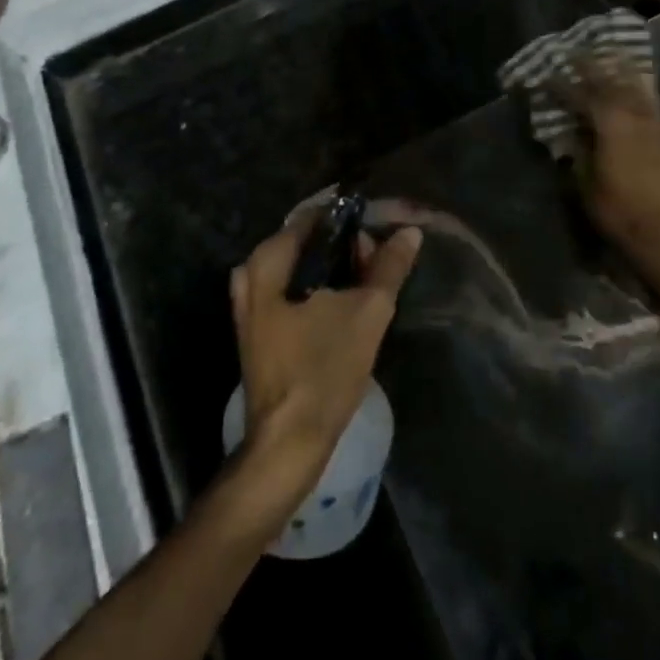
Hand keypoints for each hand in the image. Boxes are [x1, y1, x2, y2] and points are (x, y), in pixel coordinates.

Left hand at [228, 211, 423, 510]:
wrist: (289, 441)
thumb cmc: (324, 369)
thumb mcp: (368, 312)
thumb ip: (389, 267)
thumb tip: (409, 232)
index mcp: (267, 262)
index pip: (312, 217)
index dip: (349, 220)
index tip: (380, 233)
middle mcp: (250, 275)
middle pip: (304, 242)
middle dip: (344, 248)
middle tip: (378, 266)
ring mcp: (249, 306)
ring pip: (299, 270)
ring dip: (334, 271)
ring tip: (366, 287)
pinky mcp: (258, 331)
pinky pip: (291, 292)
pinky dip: (318, 291)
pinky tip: (344, 308)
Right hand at [558, 57, 659, 296]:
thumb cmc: (616, 209)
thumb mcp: (584, 181)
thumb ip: (577, 149)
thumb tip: (570, 130)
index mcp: (609, 123)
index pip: (580, 95)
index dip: (560, 85)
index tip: (544, 75)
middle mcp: (633, 114)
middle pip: (609, 80)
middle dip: (589, 66)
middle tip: (572, 52)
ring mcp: (652, 121)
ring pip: (634, 84)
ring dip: (618, 68)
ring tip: (606, 53)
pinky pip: (649, 97)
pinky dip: (639, 83)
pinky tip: (634, 79)